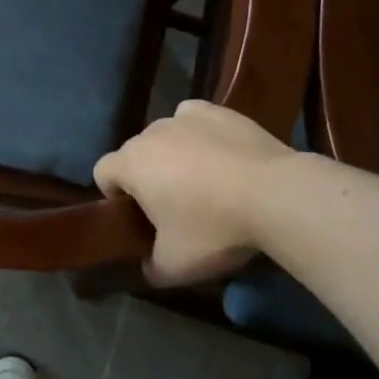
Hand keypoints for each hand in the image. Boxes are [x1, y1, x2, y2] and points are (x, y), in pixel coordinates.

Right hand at [94, 100, 308, 286]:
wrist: (275, 194)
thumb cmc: (214, 228)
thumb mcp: (176, 266)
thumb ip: (151, 267)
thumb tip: (147, 266)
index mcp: (131, 164)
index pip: (102, 173)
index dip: (114, 197)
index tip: (139, 218)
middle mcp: (150, 132)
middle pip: (135, 154)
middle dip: (147, 177)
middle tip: (175, 208)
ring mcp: (184, 117)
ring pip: (166, 136)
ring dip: (173, 155)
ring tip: (204, 183)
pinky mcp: (217, 111)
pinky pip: (194, 120)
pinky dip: (199, 134)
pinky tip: (219, 154)